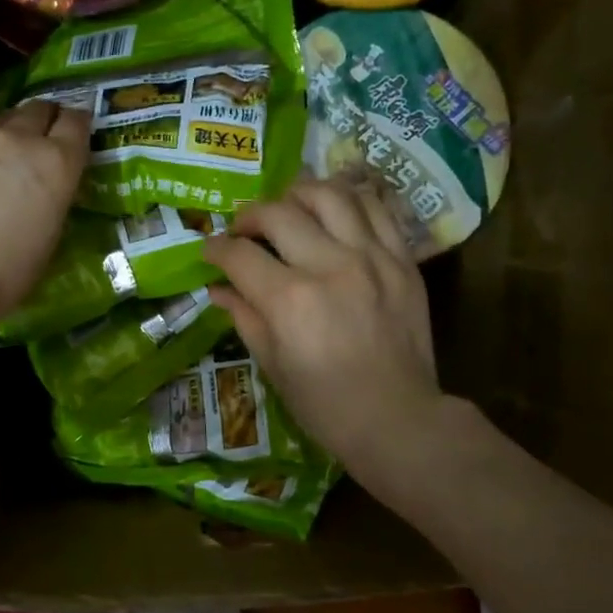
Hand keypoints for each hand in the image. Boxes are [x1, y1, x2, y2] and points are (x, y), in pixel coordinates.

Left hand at [0, 101, 88, 332]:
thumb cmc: (8, 271)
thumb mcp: (50, 235)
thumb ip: (53, 197)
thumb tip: (47, 189)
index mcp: (55, 162)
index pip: (76, 122)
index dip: (78, 124)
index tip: (77, 133)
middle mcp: (17, 139)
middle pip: (37, 109)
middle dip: (44, 120)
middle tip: (42, 139)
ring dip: (7, 133)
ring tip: (2, 157)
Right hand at [204, 177, 444, 482]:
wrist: (397, 419)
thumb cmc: (324, 404)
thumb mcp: (271, 365)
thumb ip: (244, 316)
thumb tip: (218, 287)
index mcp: (290, 300)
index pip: (240, 253)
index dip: (216, 248)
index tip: (210, 251)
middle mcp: (329, 266)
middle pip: (278, 213)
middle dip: (249, 216)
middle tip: (243, 230)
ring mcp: (372, 258)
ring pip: (330, 195)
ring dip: (298, 193)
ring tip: (288, 208)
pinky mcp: (402, 260)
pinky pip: (375, 208)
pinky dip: (348, 201)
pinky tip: (333, 211)